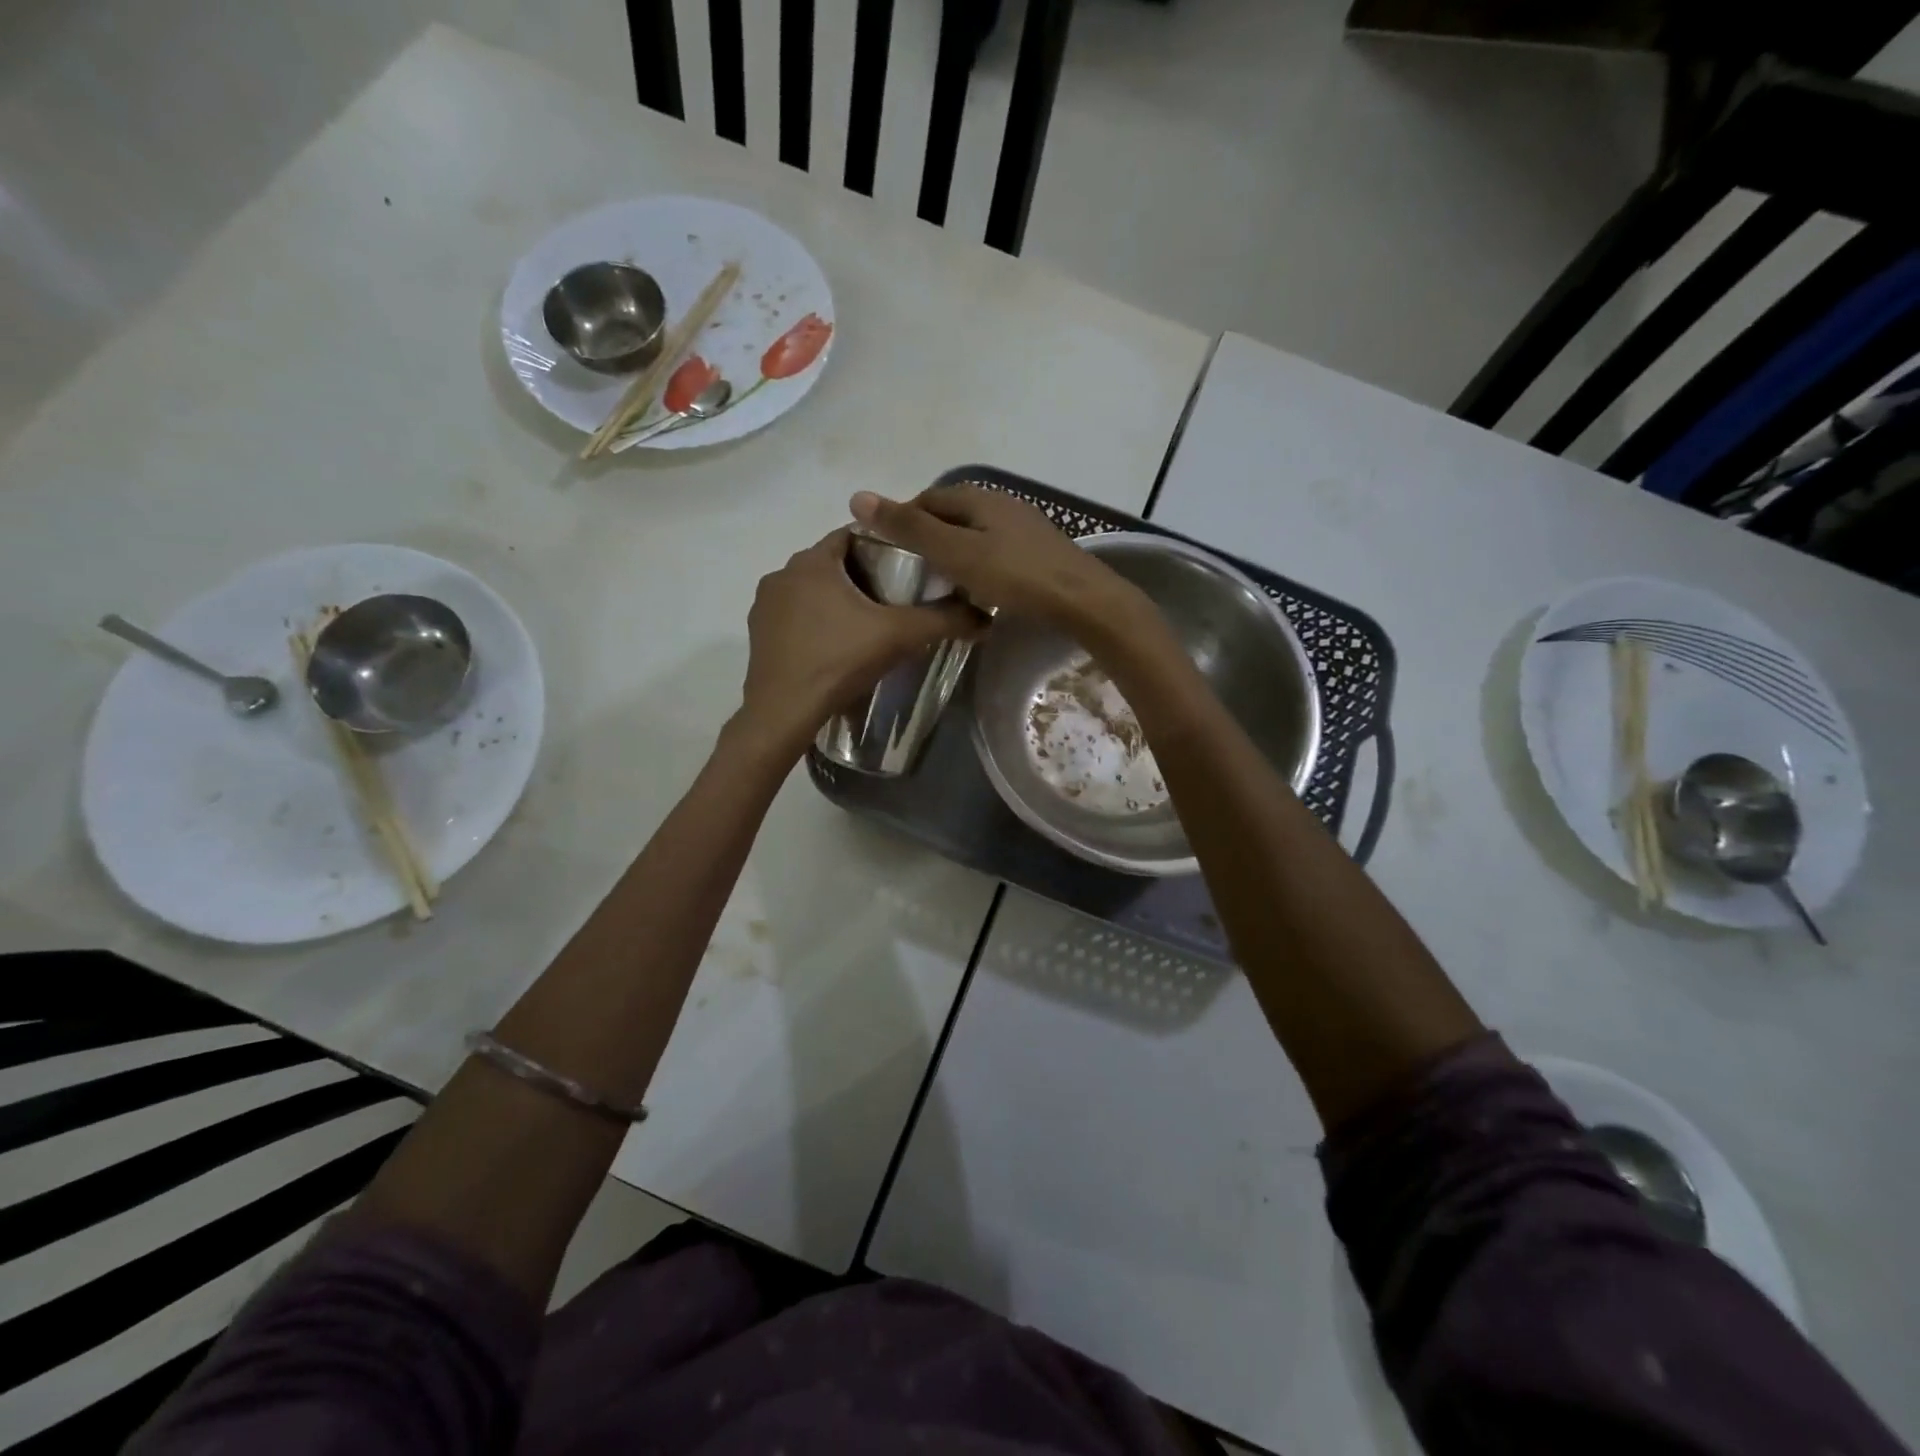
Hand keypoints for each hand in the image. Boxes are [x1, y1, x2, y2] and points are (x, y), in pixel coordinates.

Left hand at [735, 527, 981, 756]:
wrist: (785, 711)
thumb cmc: (839, 660)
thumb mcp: (899, 636)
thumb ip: (942, 620)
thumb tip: (985, 616)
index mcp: (812, 561)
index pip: (853, 535)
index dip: (884, 546)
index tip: (908, 568)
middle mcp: (782, 573)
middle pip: (832, 563)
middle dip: (862, 576)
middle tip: (894, 600)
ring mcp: (765, 604)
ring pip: (811, 590)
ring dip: (836, 600)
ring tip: (866, 625)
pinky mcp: (758, 632)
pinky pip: (794, 615)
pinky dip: (815, 622)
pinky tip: (834, 646)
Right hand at [850, 485, 1139, 630]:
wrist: (1081, 599)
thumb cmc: (1014, 575)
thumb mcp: (956, 552)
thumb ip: (910, 528)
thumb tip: (858, 496)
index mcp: (977, 497)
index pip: (925, 500)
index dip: (901, 521)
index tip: (887, 554)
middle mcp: (1000, 502)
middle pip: (950, 514)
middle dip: (926, 537)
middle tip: (909, 574)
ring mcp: (1022, 525)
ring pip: (973, 533)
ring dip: (952, 552)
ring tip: (938, 583)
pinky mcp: (1037, 550)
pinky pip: (993, 550)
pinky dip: (976, 563)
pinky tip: (976, 587)